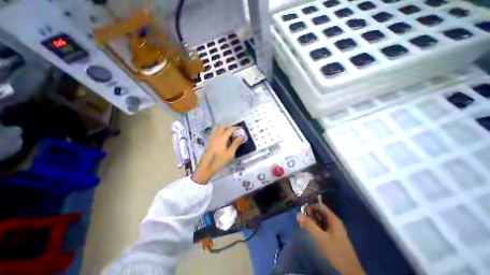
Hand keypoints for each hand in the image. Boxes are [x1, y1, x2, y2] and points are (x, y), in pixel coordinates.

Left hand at [191, 126, 244, 184]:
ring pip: (218, 130)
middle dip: (229, 128)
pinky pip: (215, 134)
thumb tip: (241, 136)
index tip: (241, 128)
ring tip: (229, 137)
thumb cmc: (219, 161)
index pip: (230, 129)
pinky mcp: (209, 142)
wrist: (205, 167)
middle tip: (235, 133)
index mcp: (221, 138)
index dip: (236, 128)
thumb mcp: (230, 154)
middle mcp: (216, 136)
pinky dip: (220, 134)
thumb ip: (235, 144)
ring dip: (224, 130)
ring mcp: (211, 139)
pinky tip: (223, 141)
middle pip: (222, 127)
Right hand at [296, 202, 364, 274]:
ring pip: (321, 220)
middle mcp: (334, 222)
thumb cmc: (336, 251)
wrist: (350, 271)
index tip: (303, 211)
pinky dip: (316, 226)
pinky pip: (322, 226)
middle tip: (302, 219)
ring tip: (304, 225)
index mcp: (333, 219)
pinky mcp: (333, 236)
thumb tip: (297, 214)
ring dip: (312, 221)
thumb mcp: (321, 237)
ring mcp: (334, 229)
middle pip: (320, 212)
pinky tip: (311, 231)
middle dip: (311, 214)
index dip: (311, 206)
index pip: (321, 206)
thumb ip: (309, 225)